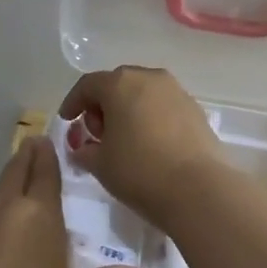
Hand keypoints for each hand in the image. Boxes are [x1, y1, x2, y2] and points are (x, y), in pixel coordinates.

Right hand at [58, 66, 220, 226]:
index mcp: (119, 84)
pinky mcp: (196, 110)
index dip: (73, 102)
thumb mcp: (100, 164)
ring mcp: (176, 91)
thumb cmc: (139, 171)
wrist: (198, 189)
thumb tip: (82, 148)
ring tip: (124, 139)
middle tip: (97, 132)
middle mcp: (149, 78)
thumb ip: (85, 150)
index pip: (88, 85)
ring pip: (143, 93)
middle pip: (117, 84)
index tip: (67, 120)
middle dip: (102, 105)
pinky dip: (151, 118)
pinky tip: (149, 143)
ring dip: (129, 110)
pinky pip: (163, 106)